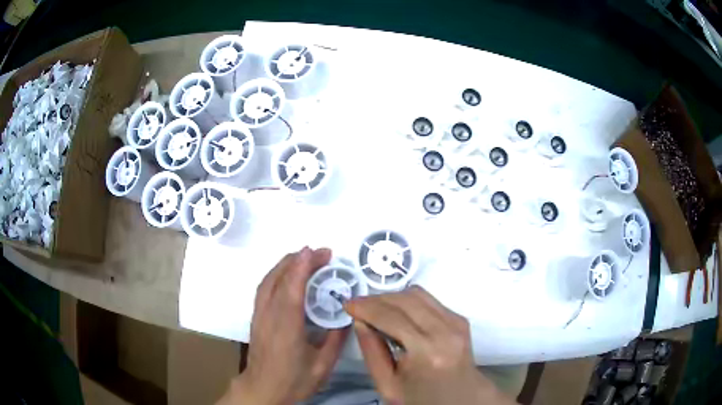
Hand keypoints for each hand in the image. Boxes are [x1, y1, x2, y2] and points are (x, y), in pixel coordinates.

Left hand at [217, 247, 347, 404]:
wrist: (262, 389)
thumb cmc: (293, 380)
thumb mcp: (322, 365)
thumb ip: (335, 339)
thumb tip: (348, 316)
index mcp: (286, 327)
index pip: (292, 290)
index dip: (303, 267)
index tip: (317, 252)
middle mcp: (269, 316)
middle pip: (278, 279)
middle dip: (298, 261)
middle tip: (321, 253)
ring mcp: (259, 315)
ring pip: (268, 281)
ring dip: (285, 264)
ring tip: (305, 257)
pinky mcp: (256, 317)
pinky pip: (264, 288)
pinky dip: (277, 274)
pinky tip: (288, 275)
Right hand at [345, 286, 516, 404]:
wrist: (461, 399)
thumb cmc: (421, 398)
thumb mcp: (387, 386)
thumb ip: (372, 352)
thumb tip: (360, 320)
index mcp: (426, 353)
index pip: (391, 317)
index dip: (366, 307)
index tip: (347, 304)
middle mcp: (446, 331)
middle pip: (405, 300)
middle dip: (376, 299)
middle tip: (358, 306)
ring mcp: (457, 323)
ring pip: (418, 294)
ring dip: (392, 297)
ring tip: (375, 309)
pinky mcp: (460, 319)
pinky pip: (429, 300)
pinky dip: (408, 302)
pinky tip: (397, 314)